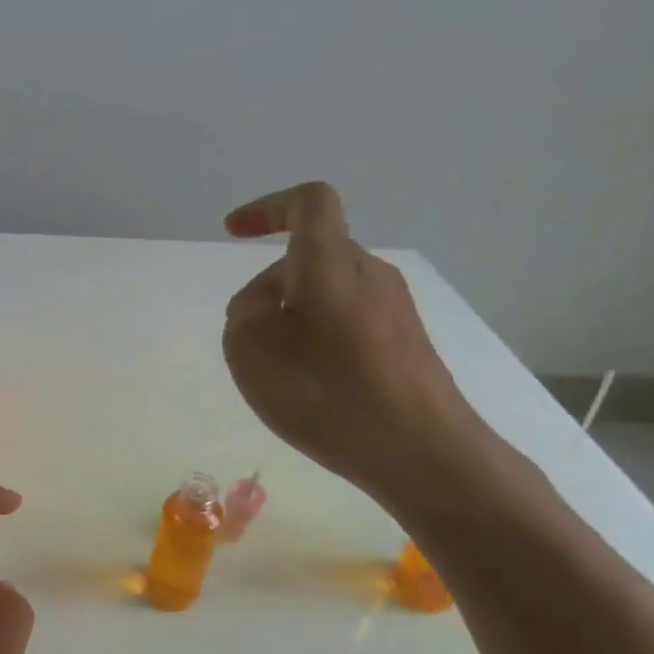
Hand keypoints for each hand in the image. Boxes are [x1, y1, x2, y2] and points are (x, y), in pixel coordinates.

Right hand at [222, 181, 491, 509]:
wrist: (420, 450)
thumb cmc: (326, 390)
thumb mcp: (251, 349)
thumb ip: (244, 312)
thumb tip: (265, 305)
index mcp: (330, 260)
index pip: (308, 203)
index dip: (268, 207)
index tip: (233, 231)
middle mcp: (370, 273)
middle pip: (313, 256)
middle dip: (271, 285)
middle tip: (247, 339)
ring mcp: (396, 309)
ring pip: (330, 294)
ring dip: (295, 318)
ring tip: (279, 374)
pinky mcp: (407, 345)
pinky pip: (350, 325)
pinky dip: (321, 342)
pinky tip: (315, 390)